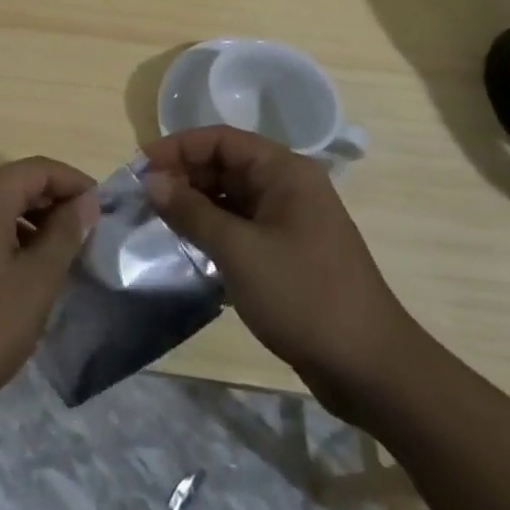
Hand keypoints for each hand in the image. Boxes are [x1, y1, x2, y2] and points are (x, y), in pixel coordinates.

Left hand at [0, 157, 98, 427]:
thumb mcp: (35, 283)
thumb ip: (64, 235)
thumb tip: (84, 202)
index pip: (38, 168)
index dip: (74, 183)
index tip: (102, 211)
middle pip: (14, 183)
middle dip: (52, 203)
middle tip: (85, 237)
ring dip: (28, 222)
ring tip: (57, 258)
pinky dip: (3, 237)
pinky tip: (18, 273)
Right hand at [143, 126, 420, 418]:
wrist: (371, 369)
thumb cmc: (304, 296)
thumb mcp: (239, 251)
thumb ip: (191, 212)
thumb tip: (151, 180)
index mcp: (284, 171)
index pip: (221, 140)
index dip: (177, 148)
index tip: (139, 168)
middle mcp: (287, 186)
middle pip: (224, 165)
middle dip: (182, 175)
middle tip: (141, 198)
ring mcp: (288, 220)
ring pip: (229, 196)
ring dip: (193, 203)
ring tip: (155, 219)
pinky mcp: (285, 251)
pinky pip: (239, 224)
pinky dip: (211, 228)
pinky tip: (185, 243)